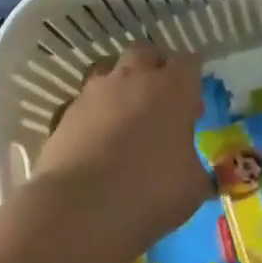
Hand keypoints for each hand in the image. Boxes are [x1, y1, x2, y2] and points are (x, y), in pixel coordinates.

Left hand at [31, 44, 209, 254]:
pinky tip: (100, 141)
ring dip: (121, 87)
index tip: (193, 103)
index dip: (192, 79)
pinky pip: (86, 103)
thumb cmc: (151, 191)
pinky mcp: (66, 114)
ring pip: (110, 72)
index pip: (189, 63)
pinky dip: (96, 114)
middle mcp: (134, 80)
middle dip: (155, 68)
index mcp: (173, 89)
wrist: (80, 209)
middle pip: (146, 53)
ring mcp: (95, 94)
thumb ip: (195, 168)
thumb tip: (192, 170)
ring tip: (127, 118)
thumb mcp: (193, 186)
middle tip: (161, 99)